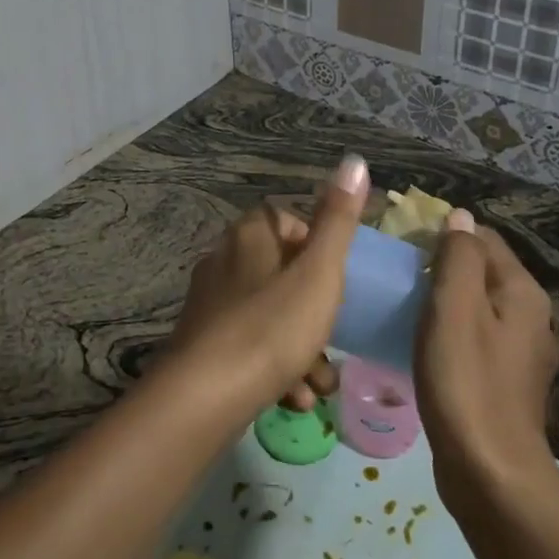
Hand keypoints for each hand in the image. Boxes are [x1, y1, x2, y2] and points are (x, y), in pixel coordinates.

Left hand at [168, 155, 368, 410]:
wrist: (204, 397)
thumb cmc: (271, 326)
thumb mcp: (319, 272)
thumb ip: (338, 220)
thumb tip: (355, 161)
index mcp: (248, 235)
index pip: (285, 221)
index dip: (316, 246)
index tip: (335, 278)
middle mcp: (224, 260)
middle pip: (282, 274)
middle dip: (315, 311)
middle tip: (335, 339)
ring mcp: (210, 304)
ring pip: (270, 316)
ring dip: (301, 349)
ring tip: (321, 383)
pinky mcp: (203, 344)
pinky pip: (250, 347)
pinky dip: (275, 368)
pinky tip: (294, 398)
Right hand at [415, 212, 558, 503]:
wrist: (490, 474)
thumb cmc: (466, 382)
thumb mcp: (455, 307)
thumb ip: (458, 256)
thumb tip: (459, 216)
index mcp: (522, 292)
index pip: (483, 238)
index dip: (444, 233)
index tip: (404, 245)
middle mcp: (531, 316)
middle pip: (482, 271)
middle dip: (442, 265)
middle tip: (399, 275)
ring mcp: (520, 353)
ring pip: (477, 305)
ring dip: (444, 300)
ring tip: (405, 305)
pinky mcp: (505, 382)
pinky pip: (475, 337)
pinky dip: (450, 331)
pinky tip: (423, 344)